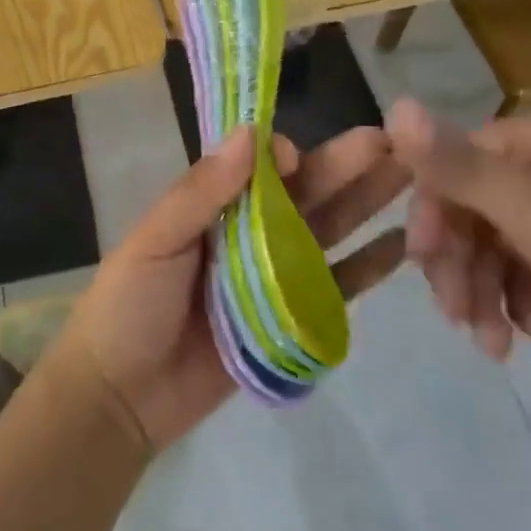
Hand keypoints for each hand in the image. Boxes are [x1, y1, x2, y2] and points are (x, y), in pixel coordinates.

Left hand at [59, 126, 409, 451]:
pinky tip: (402, 245)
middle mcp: (250, 230)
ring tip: (410, 176)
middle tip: (396, 142)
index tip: (300, 156)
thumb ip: (201, 191)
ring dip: (366, 203)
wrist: (120, 397)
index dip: (285, 155)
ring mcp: (274, 274)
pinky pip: (335, 286)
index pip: (260, 166)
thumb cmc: (129, 305)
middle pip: (305, 192)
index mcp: (214, 204)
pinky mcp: (292, 318)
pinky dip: (367, 266)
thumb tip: (250, 133)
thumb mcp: (155, 240)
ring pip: (327, 229)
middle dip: (345, 166)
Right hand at [385, 98, 530, 387]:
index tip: (422, 262)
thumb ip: (456, 164)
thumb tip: (393, 104)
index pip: (458, 161)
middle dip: (460, 265)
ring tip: (495, 346)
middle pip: (476, 207)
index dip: (432, 210)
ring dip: (487, 293)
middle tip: (456, 317)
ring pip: (500, 245)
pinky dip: (525, 302)